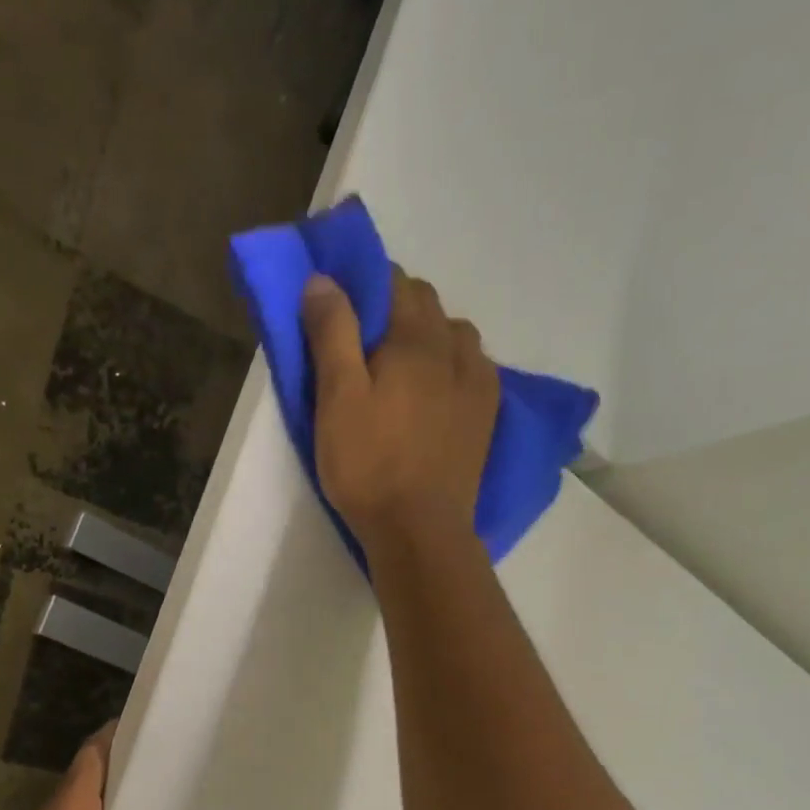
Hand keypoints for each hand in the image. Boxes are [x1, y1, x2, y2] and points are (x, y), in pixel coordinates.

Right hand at [301, 267, 499, 550]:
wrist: (419, 529)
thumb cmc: (369, 465)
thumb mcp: (336, 400)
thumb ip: (332, 335)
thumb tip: (323, 279)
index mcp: (414, 339)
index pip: (394, 281)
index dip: (365, 284)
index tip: (341, 305)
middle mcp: (453, 349)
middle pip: (427, 303)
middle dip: (396, 305)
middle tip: (362, 339)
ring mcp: (477, 383)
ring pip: (455, 334)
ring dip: (429, 333)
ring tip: (402, 364)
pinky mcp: (485, 415)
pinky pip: (475, 367)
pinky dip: (453, 363)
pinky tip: (439, 387)